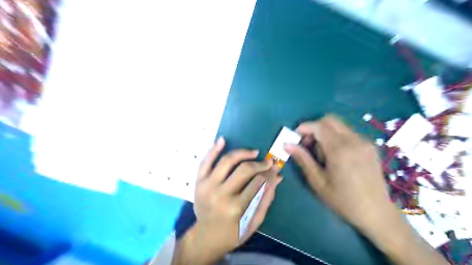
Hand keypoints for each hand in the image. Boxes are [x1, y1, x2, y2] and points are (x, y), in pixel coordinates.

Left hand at [174, 138, 280, 263]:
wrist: (206, 237)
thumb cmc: (233, 232)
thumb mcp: (254, 222)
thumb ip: (266, 199)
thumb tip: (277, 177)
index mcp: (237, 208)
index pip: (259, 182)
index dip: (270, 173)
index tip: (276, 167)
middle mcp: (221, 194)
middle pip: (245, 170)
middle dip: (260, 163)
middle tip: (268, 161)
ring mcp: (207, 186)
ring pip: (227, 161)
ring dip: (242, 153)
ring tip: (253, 152)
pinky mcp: (199, 182)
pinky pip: (205, 161)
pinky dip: (214, 149)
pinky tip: (222, 140)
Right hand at [283, 115, 395, 230]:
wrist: (377, 213)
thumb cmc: (343, 200)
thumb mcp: (318, 181)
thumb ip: (303, 159)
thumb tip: (287, 144)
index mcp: (340, 150)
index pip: (319, 126)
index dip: (305, 127)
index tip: (296, 137)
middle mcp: (354, 140)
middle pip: (330, 120)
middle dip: (315, 128)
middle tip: (308, 145)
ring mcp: (365, 142)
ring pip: (339, 126)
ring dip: (325, 133)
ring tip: (322, 154)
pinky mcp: (370, 146)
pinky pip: (348, 133)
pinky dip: (336, 138)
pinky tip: (336, 156)